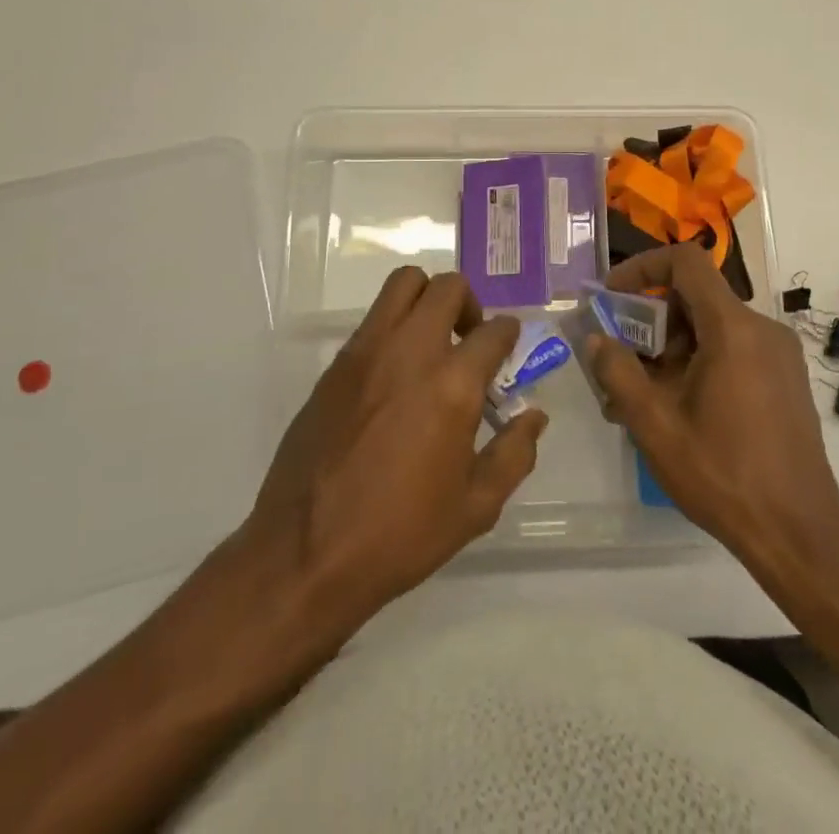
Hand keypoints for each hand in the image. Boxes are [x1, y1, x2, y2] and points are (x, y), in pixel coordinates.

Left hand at [239, 268, 547, 628]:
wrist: (305, 554)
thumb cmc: (399, 534)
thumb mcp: (475, 507)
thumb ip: (513, 454)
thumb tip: (533, 417)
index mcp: (453, 384)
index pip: (494, 330)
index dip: (509, 335)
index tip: (507, 351)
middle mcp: (411, 351)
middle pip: (447, 287)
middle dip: (469, 303)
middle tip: (469, 339)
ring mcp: (367, 352)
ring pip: (403, 284)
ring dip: (427, 299)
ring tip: (432, 342)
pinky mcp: (336, 365)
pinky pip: (372, 320)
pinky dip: (394, 326)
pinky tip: (395, 375)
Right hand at [586, 243, 838, 565]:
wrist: (799, 534)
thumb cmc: (722, 475)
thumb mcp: (655, 425)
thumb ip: (618, 372)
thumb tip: (596, 338)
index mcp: (733, 328)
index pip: (686, 261)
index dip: (643, 267)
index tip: (613, 296)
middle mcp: (762, 328)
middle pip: (696, 297)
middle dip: (652, 320)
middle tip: (621, 359)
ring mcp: (779, 353)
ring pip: (713, 326)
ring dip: (672, 347)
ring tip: (642, 395)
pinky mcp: (786, 377)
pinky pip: (734, 348)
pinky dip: (700, 360)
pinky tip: (680, 407)